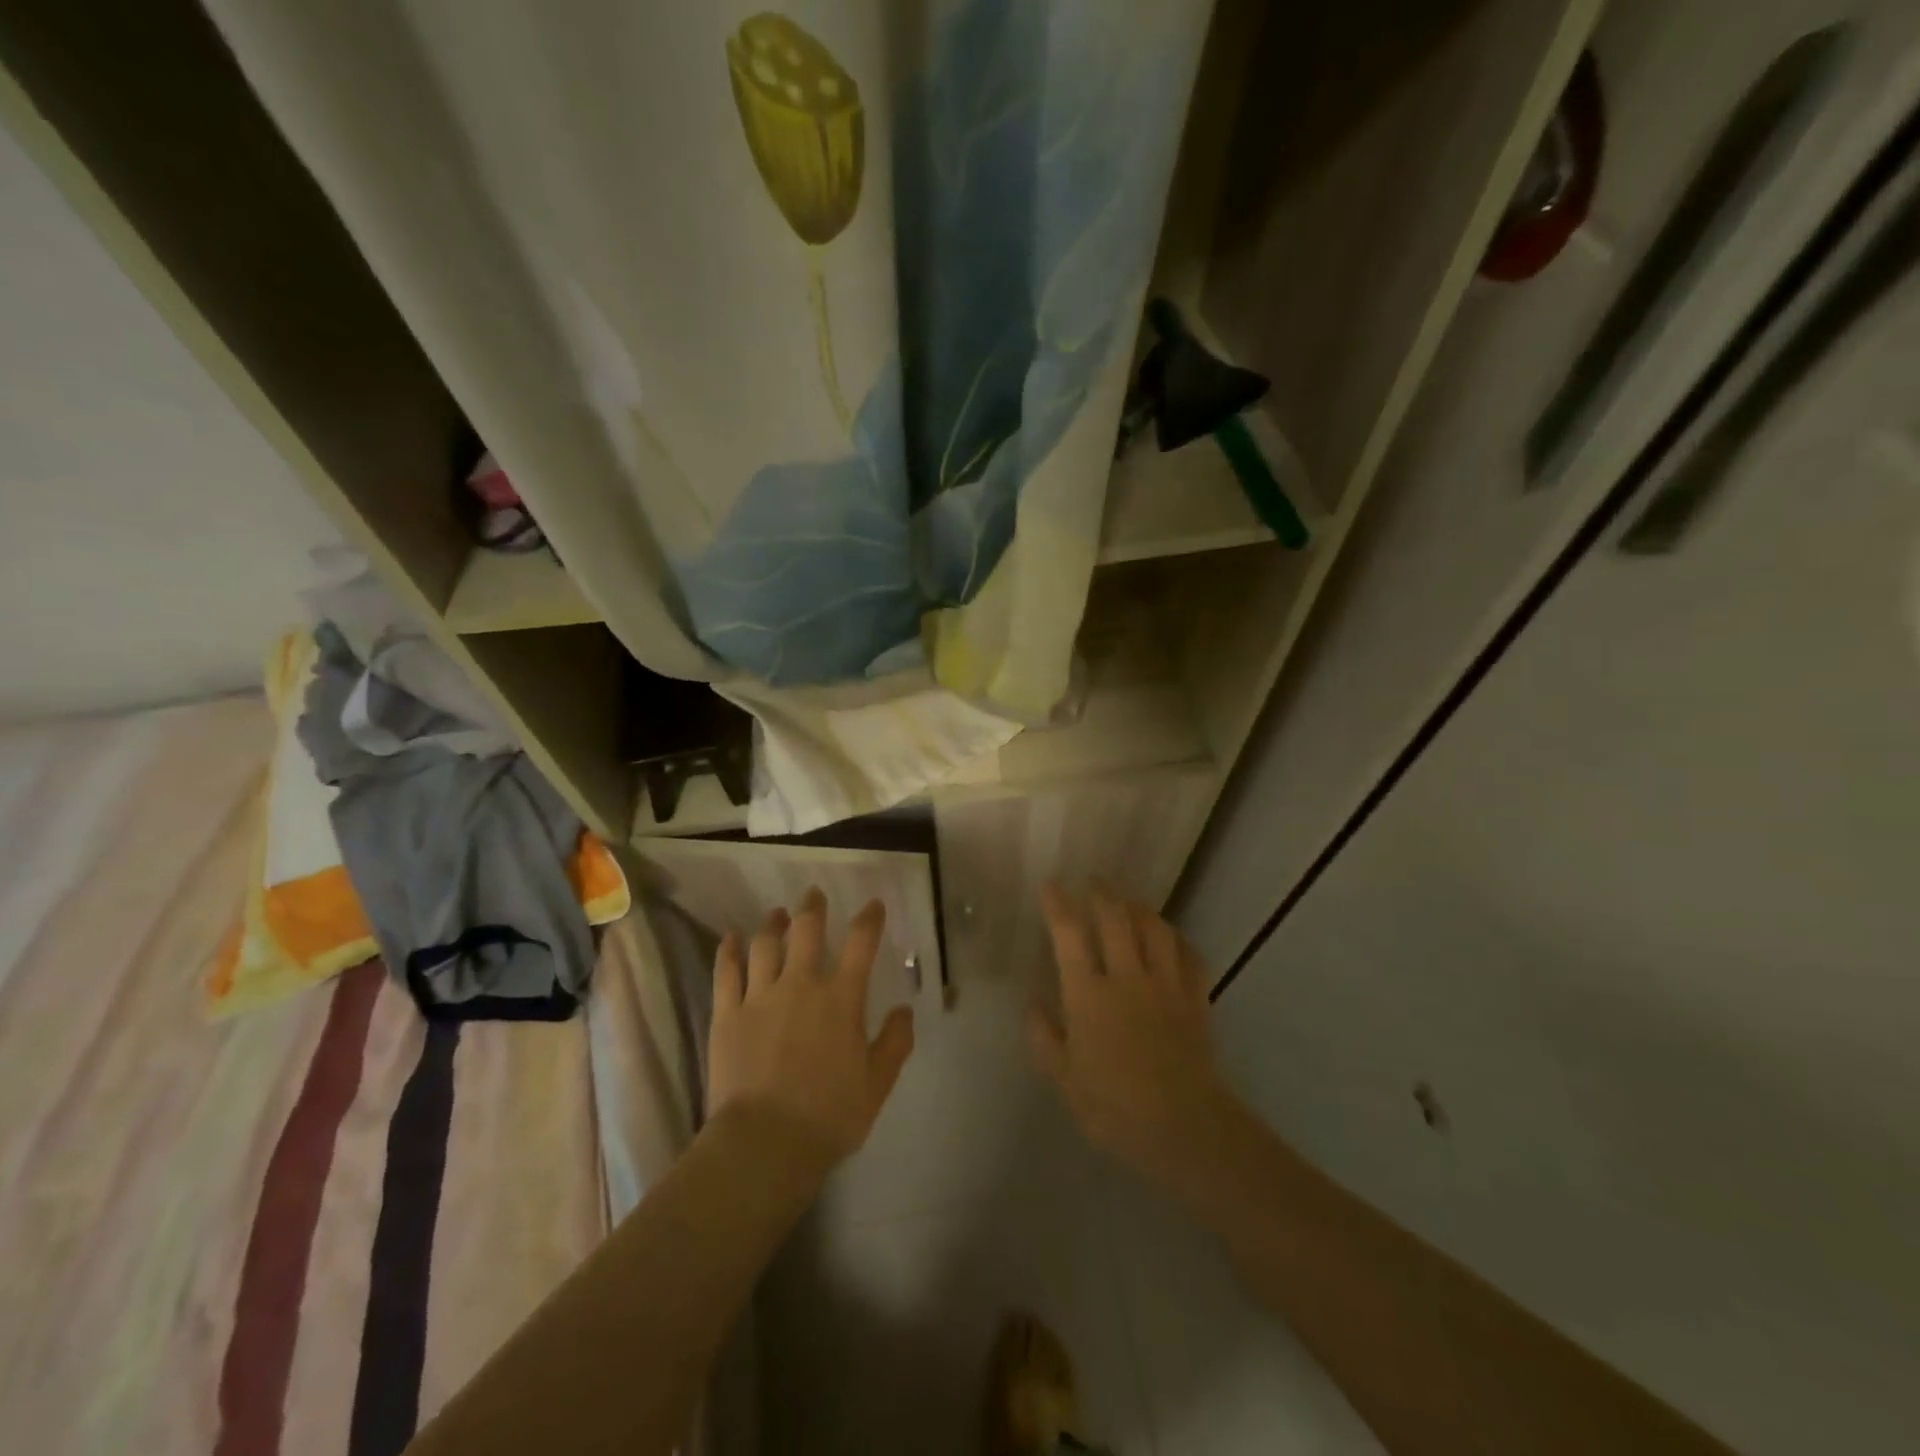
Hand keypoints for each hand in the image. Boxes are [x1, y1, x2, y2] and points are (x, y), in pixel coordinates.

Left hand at [707, 888, 915, 1168]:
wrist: (765, 1143)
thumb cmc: (828, 1115)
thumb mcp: (877, 1084)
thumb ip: (894, 1043)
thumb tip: (904, 1010)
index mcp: (841, 999)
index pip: (860, 944)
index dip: (869, 919)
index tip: (872, 905)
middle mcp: (800, 985)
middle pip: (806, 931)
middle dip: (813, 908)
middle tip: (814, 894)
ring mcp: (759, 996)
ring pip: (765, 945)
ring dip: (773, 924)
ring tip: (777, 914)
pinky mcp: (727, 1014)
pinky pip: (726, 972)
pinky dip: (729, 950)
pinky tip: (730, 937)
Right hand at [1029, 881, 1237, 1189]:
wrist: (1184, 1126)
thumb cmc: (1115, 1107)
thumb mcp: (1065, 1078)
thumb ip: (1045, 1037)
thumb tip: (1032, 1003)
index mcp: (1089, 994)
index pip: (1070, 935)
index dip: (1059, 905)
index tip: (1051, 885)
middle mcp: (1127, 977)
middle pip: (1116, 918)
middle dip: (1102, 893)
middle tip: (1094, 882)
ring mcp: (1166, 985)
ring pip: (1155, 929)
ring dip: (1140, 908)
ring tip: (1130, 901)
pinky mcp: (1196, 999)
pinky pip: (1189, 956)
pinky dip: (1178, 940)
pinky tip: (1172, 938)